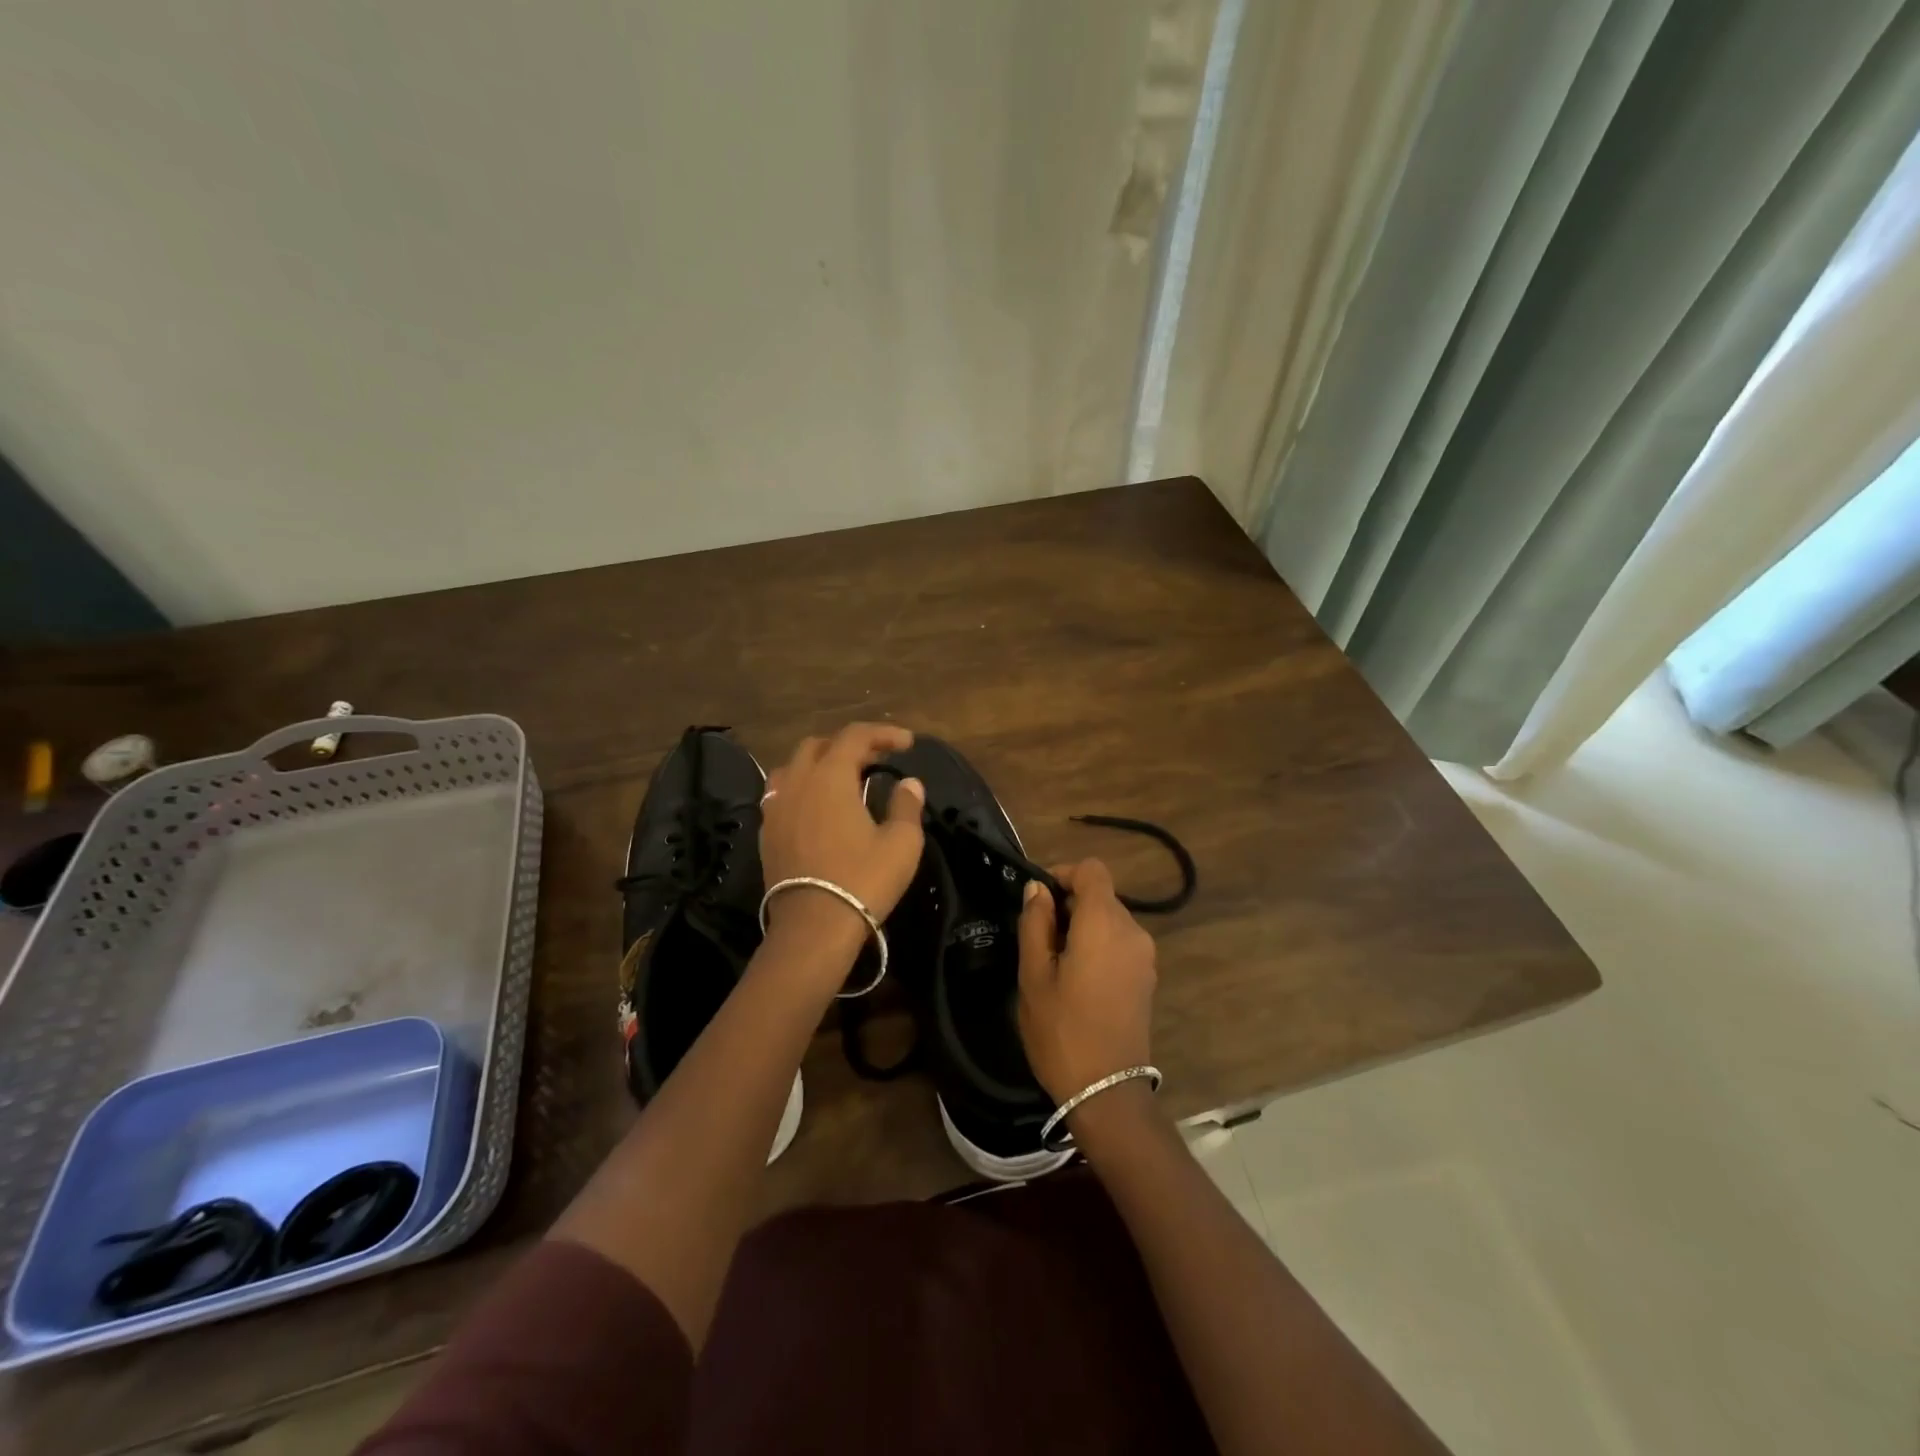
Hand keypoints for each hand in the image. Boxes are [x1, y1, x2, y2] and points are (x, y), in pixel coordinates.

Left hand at [759, 723, 924, 949]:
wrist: (813, 927)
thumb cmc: (863, 880)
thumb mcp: (901, 842)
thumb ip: (906, 805)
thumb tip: (909, 784)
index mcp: (830, 776)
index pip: (855, 736)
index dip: (883, 733)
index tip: (907, 743)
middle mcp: (797, 782)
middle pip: (819, 745)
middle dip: (850, 745)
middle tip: (877, 759)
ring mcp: (775, 807)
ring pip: (793, 767)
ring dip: (820, 763)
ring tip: (843, 779)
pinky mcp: (765, 832)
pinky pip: (781, 794)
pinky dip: (802, 788)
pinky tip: (817, 807)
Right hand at [1016, 859, 1157, 1104]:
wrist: (1106, 1091)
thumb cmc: (1062, 1030)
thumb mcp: (1034, 975)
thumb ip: (1035, 923)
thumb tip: (1037, 889)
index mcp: (1104, 923)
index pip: (1092, 870)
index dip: (1064, 873)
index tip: (1039, 899)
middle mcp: (1132, 931)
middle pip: (1102, 895)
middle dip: (1069, 905)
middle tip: (1038, 938)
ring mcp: (1145, 956)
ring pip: (1110, 920)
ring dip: (1083, 927)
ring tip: (1054, 962)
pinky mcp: (1147, 978)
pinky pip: (1120, 944)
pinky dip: (1098, 946)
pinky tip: (1077, 979)